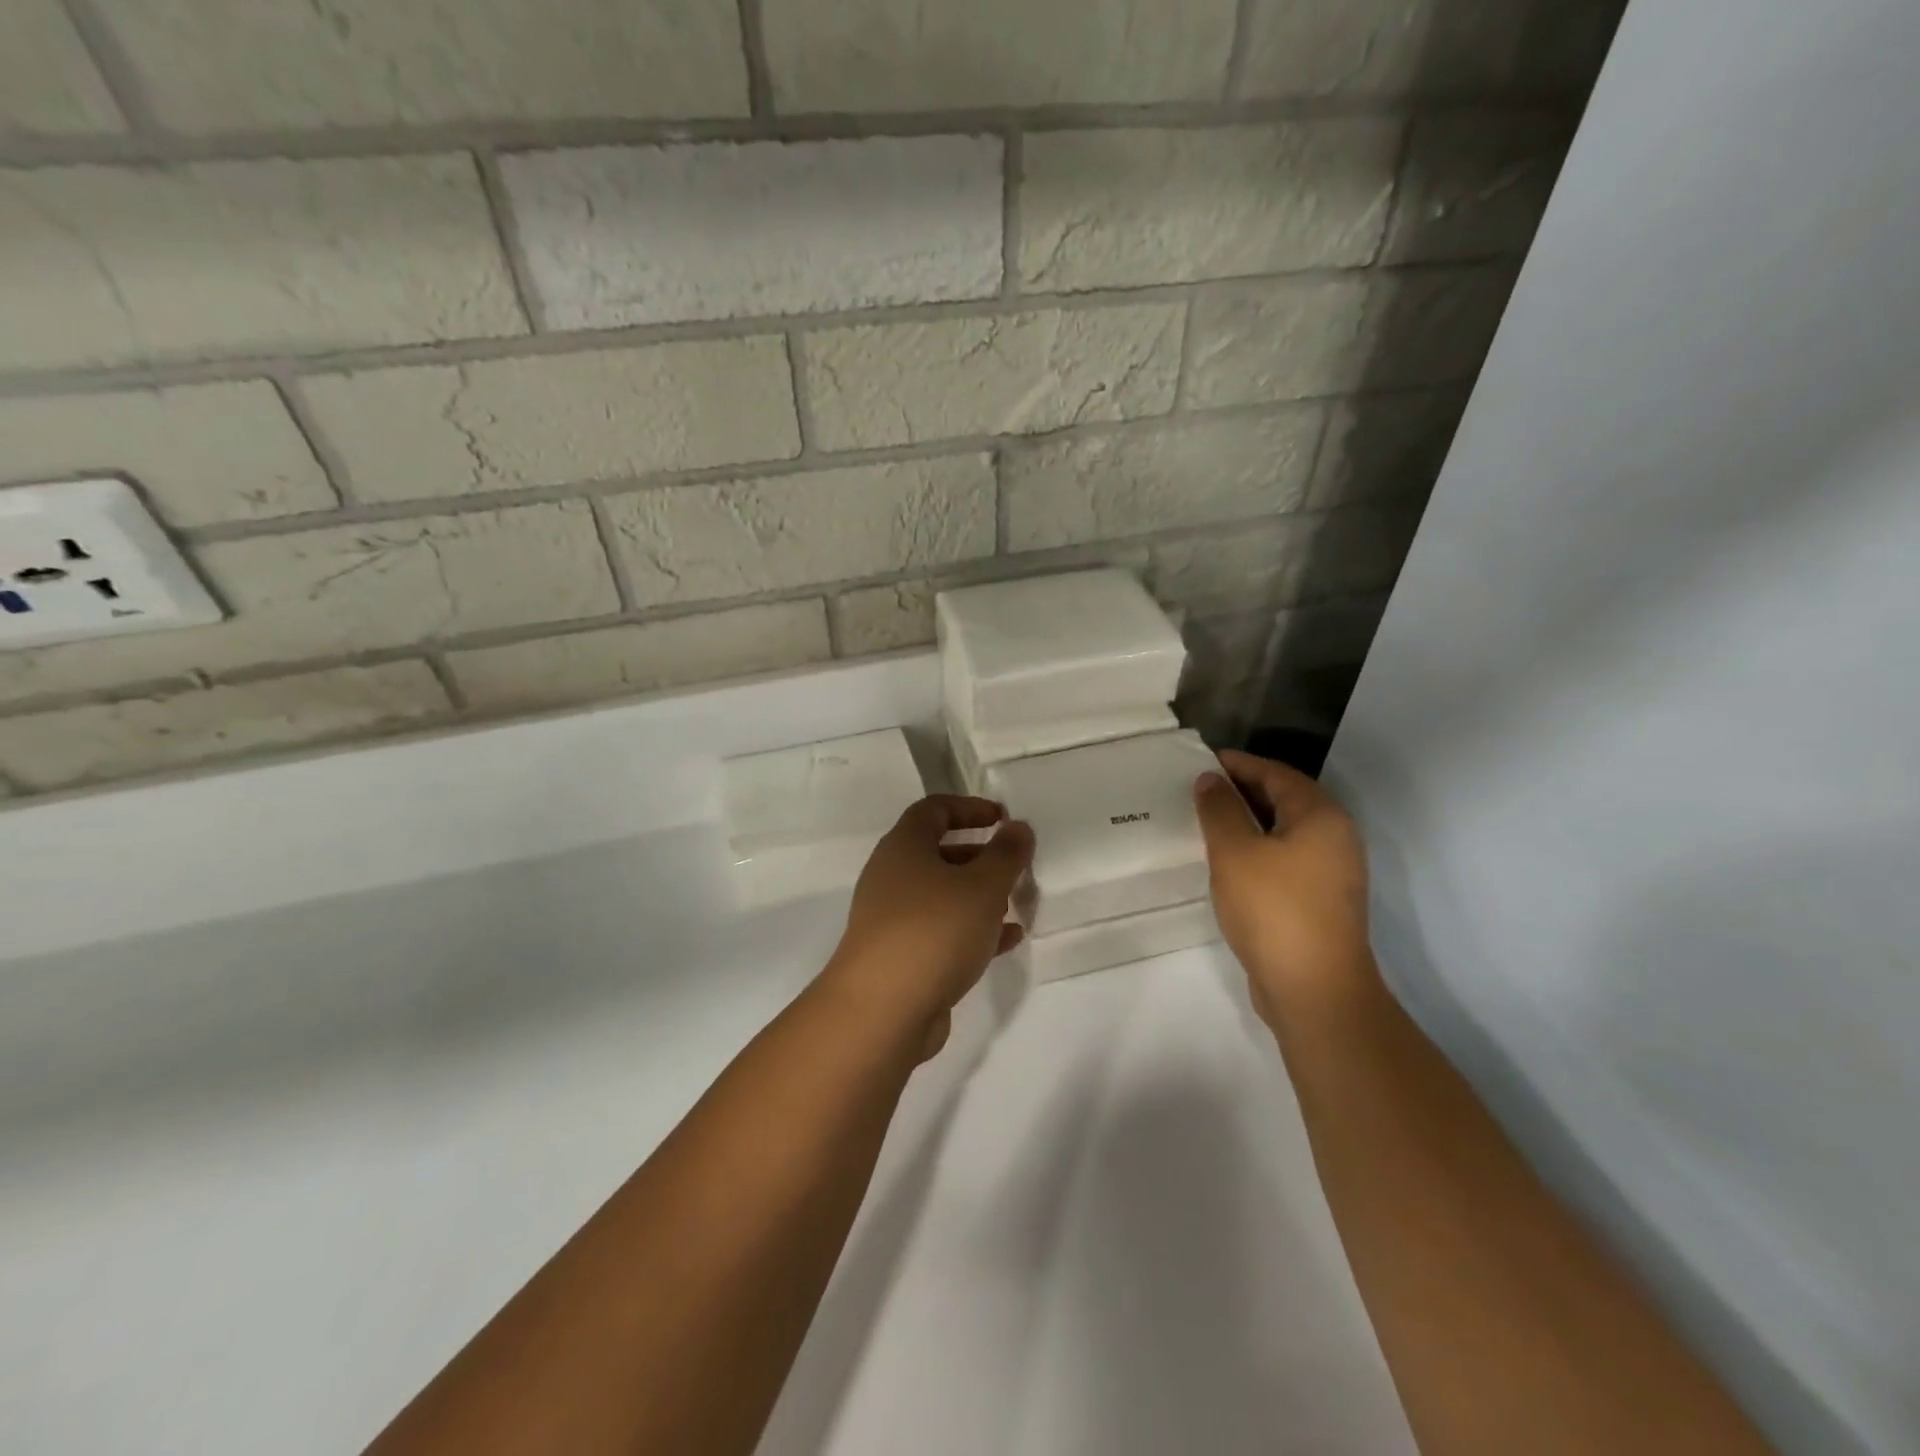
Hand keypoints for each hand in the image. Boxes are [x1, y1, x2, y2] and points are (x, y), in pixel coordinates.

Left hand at [818, 795, 1033, 1057]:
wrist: (882, 1012)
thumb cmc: (933, 931)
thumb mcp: (982, 886)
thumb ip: (1006, 854)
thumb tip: (1018, 827)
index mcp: (903, 847)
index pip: (933, 809)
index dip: (970, 807)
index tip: (1004, 818)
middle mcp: (892, 877)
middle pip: (938, 853)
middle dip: (980, 855)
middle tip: (1015, 864)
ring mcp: (893, 920)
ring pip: (942, 895)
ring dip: (979, 895)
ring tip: (1017, 902)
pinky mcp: (901, 957)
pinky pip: (942, 932)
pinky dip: (973, 930)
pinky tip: (1007, 940)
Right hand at [1194, 750, 1377, 1027]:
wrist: (1314, 990)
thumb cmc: (1274, 909)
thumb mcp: (1235, 852)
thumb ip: (1220, 810)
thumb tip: (1210, 779)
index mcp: (1321, 816)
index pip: (1277, 773)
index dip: (1239, 764)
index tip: (1202, 761)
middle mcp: (1335, 837)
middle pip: (1285, 799)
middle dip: (1243, 790)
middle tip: (1200, 789)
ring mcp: (1332, 872)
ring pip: (1285, 831)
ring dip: (1249, 822)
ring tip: (1208, 821)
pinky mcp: (1321, 900)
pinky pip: (1286, 858)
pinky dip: (1258, 849)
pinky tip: (1229, 861)